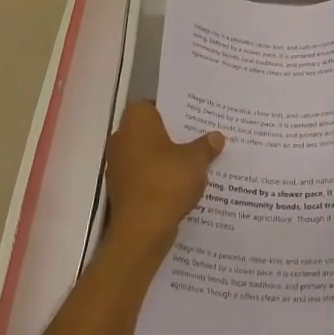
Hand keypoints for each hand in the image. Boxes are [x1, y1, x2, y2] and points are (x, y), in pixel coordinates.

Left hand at [104, 102, 223, 253]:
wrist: (141, 230)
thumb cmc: (167, 181)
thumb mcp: (196, 160)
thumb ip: (206, 145)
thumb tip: (216, 137)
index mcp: (136, 120)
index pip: (153, 104)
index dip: (172, 109)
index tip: (192, 118)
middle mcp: (121, 137)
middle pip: (150, 129)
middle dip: (171, 134)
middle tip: (198, 137)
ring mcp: (117, 164)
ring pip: (146, 153)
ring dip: (164, 158)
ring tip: (194, 162)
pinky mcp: (120, 188)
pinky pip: (143, 174)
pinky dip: (157, 177)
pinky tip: (180, 184)